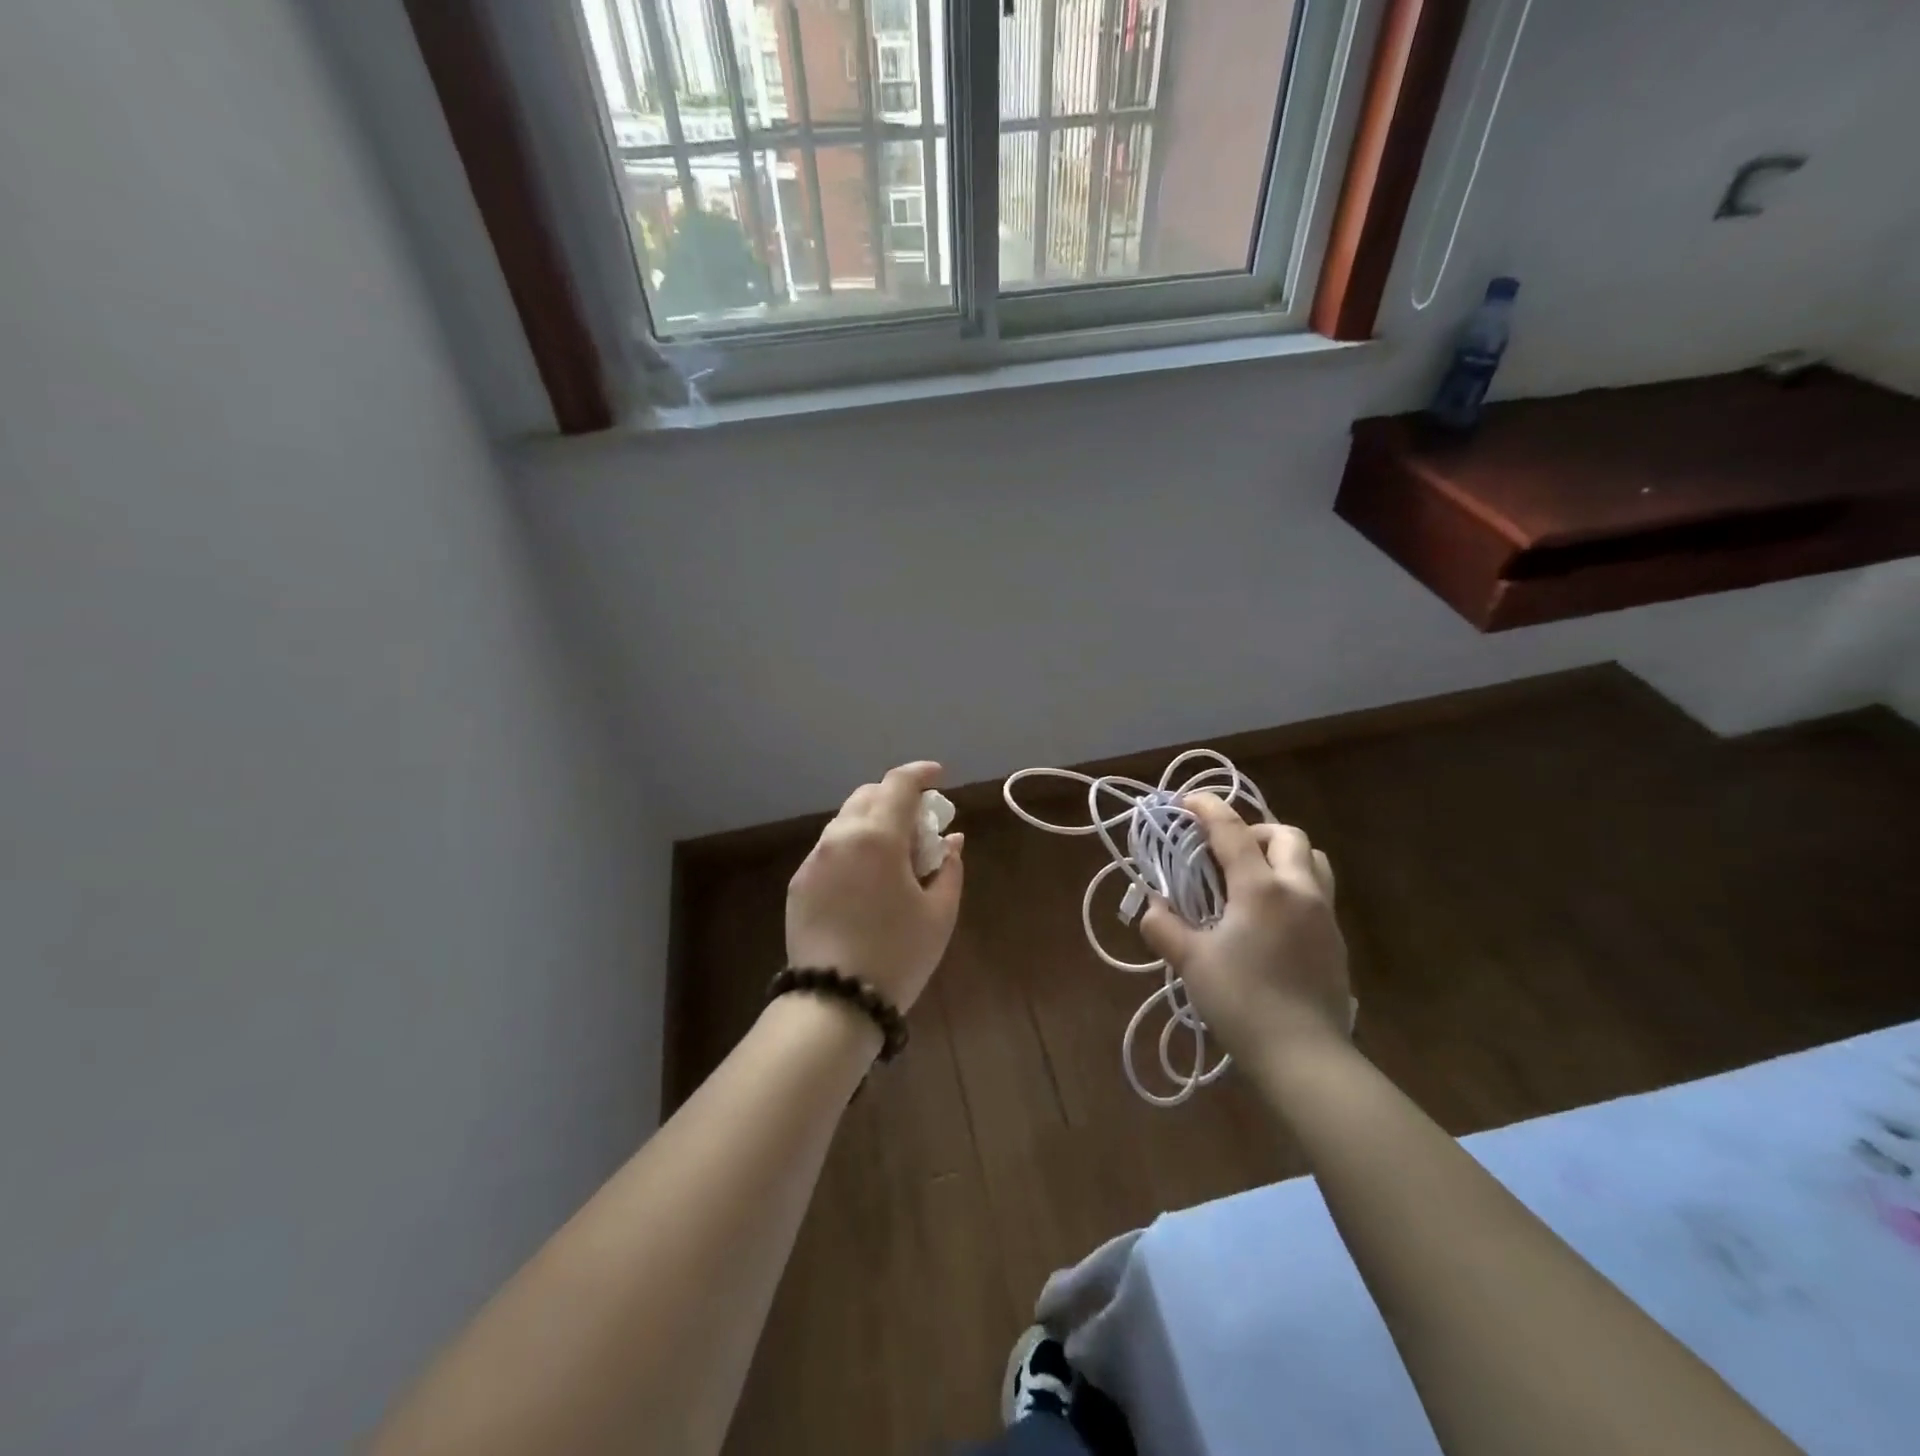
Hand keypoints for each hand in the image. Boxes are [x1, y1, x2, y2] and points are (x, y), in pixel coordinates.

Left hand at [785, 762, 964, 1012]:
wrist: (835, 1001)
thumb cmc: (898, 955)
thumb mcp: (939, 913)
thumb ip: (949, 867)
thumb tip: (952, 841)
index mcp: (878, 837)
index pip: (899, 784)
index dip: (921, 774)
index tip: (939, 776)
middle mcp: (841, 837)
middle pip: (869, 795)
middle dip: (897, 798)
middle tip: (920, 824)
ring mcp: (815, 859)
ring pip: (846, 821)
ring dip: (873, 822)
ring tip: (894, 855)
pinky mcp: (799, 883)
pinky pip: (830, 849)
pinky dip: (853, 847)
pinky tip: (866, 880)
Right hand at [1138, 793, 1349, 1061]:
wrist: (1304, 1057)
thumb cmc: (1242, 1003)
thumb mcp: (1191, 962)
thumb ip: (1164, 926)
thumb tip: (1151, 906)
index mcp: (1261, 888)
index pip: (1232, 830)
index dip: (1207, 809)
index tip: (1186, 801)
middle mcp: (1299, 890)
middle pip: (1285, 835)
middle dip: (1253, 830)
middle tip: (1224, 850)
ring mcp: (1324, 914)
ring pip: (1312, 859)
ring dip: (1281, 853)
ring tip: (1252, 875)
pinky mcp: (1335, 939)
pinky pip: (1317, 891)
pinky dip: (1292, 884)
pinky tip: (1269, 916)